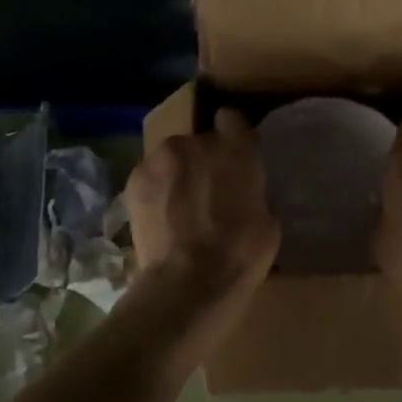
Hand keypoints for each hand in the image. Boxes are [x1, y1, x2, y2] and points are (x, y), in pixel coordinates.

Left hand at [127, 109, 280, 293]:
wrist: (188, 283)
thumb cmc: (239, 254)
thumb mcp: (267, 221)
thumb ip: (252, 192)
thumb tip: (243, 193)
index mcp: (236, 148)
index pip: (232, 119)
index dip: (233, 134)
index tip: (234, 152)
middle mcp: (196, 142)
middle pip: (199, 140)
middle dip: (203, 159)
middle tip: (207, 191)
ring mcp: (161, 158)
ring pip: (171, 157)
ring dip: (177, 173)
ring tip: (179, 206)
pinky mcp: (134, 179)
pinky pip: (150, 176)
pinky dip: (156, 189)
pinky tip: (160, 216)